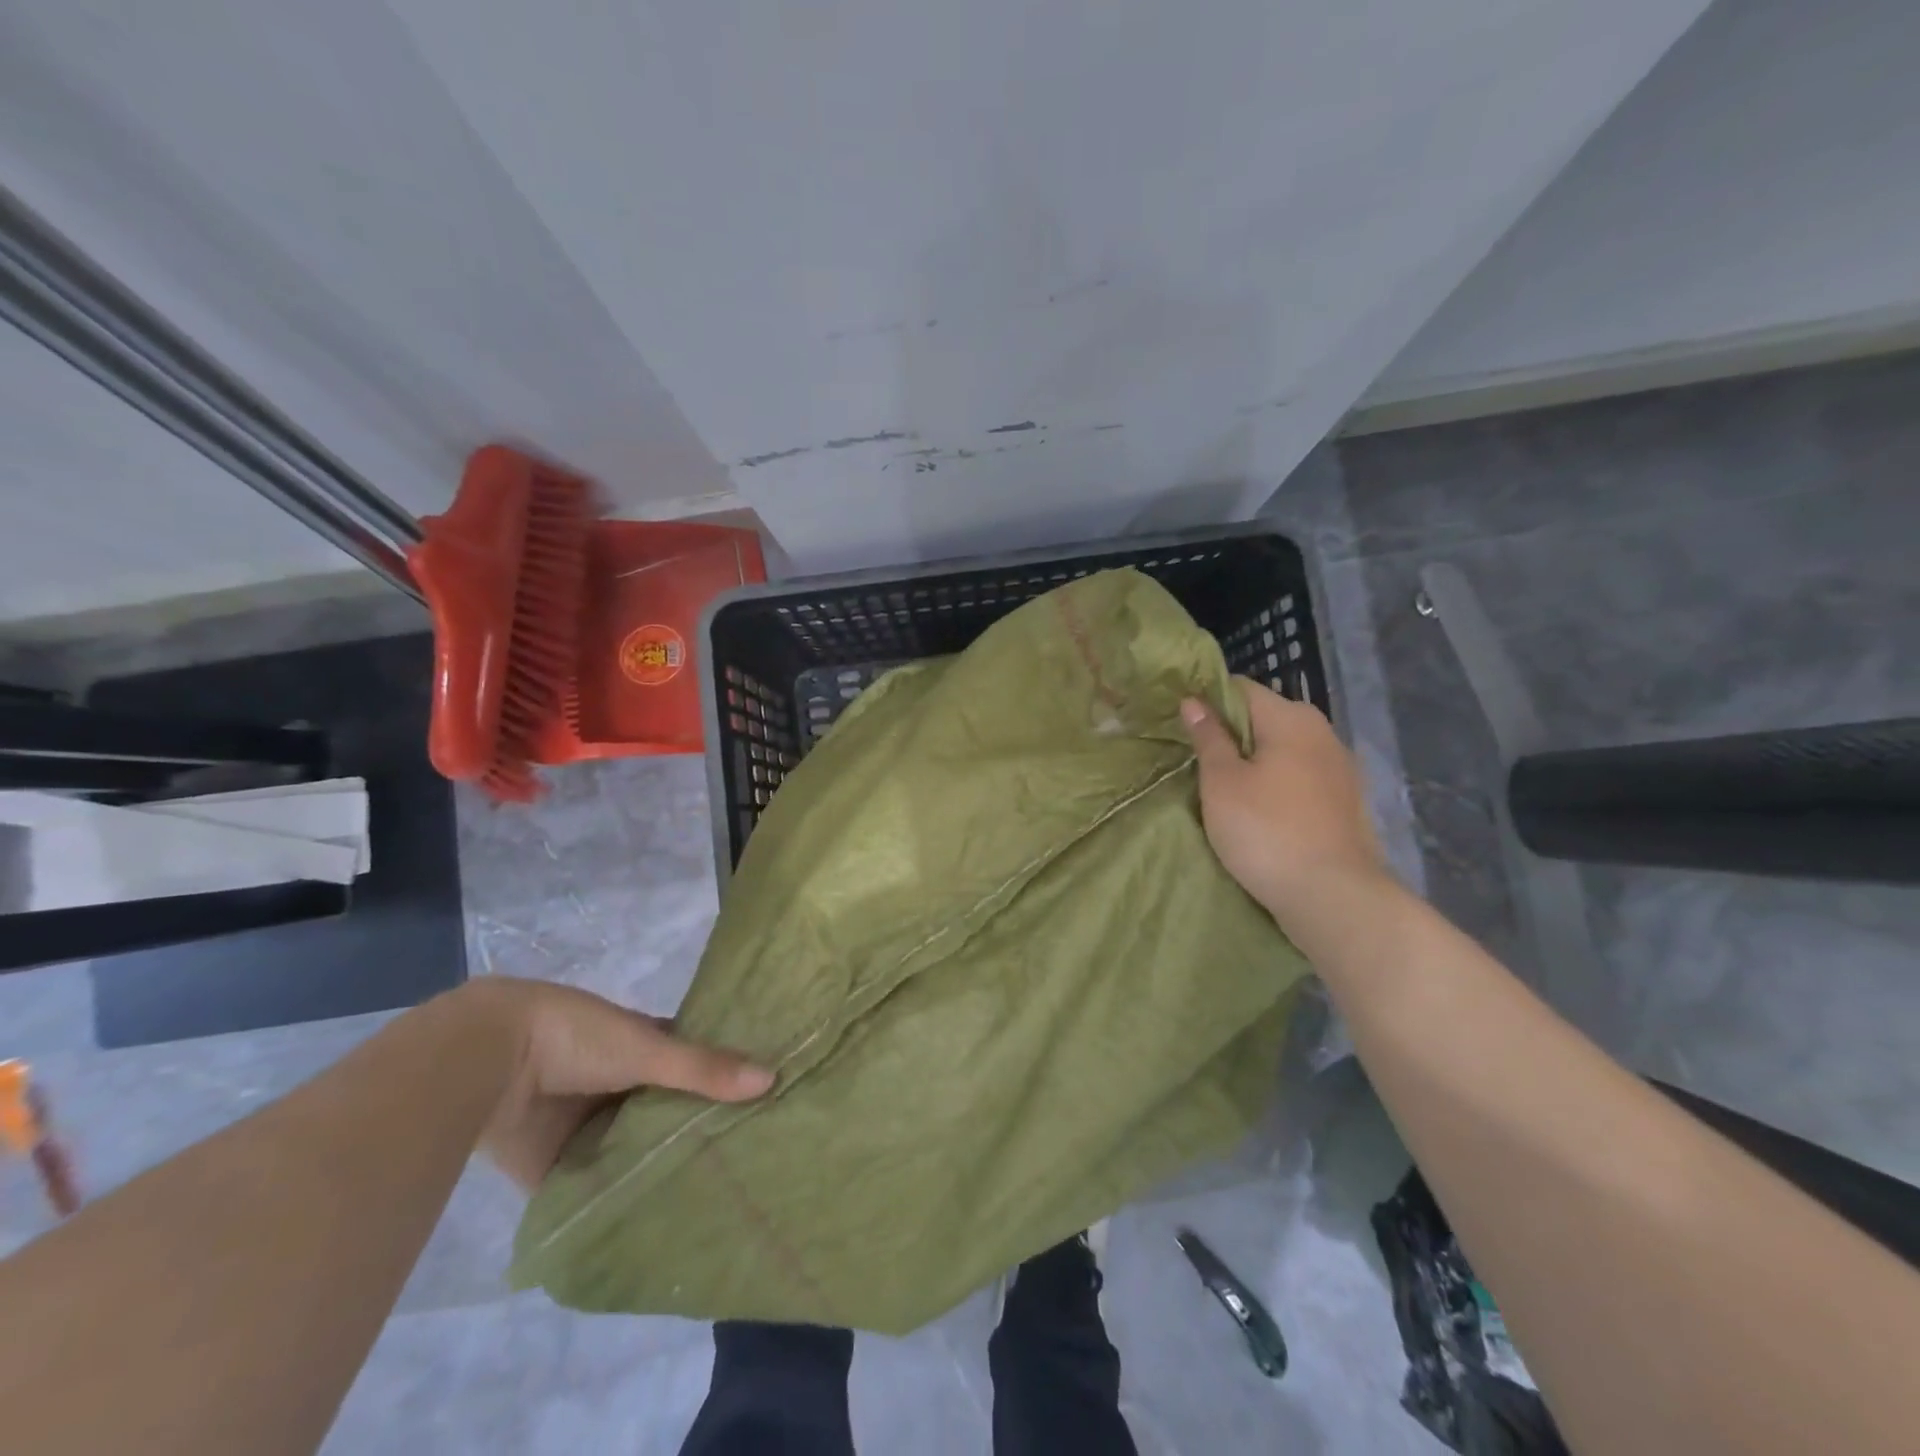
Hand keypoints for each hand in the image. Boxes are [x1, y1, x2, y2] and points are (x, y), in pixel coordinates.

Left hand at [456, 979, 772, 1190]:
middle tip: (748, 1165)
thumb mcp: (648, 1048)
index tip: (764, 1107)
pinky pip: (592, 1189)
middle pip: (665, 1114)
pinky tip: (653, 1227)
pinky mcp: (553, 1169)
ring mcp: (585, 1128)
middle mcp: (619, 1087)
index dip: (723, 1082)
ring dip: (656, 1171)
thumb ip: (703, 1068)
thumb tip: (773, 1078)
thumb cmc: (577, 1037)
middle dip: (695, 1133)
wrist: (487, 1058)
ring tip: (713, 1202)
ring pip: (631, 1153)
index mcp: (642, 1048)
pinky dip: (615, 1202)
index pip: (692, 1065)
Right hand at [1181, 678, 1387, 928]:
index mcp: (1291, 718)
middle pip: (1266, 717)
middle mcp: (1322, 732)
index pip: (1240, 688)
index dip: (1207, 700)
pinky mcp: (1347, 801)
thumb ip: (1208, 737)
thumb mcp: (1222, 782)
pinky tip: (1262, 809)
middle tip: (1198, 760)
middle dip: (1232, 733)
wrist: (1332, 896)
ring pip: (1285, 749)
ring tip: (1226, 786)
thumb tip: (1193, 700)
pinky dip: (1279, 783)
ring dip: (1256, 760)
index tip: (1182, 725)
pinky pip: (1302, 777)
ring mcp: (1340, 768)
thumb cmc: (1265, 831)